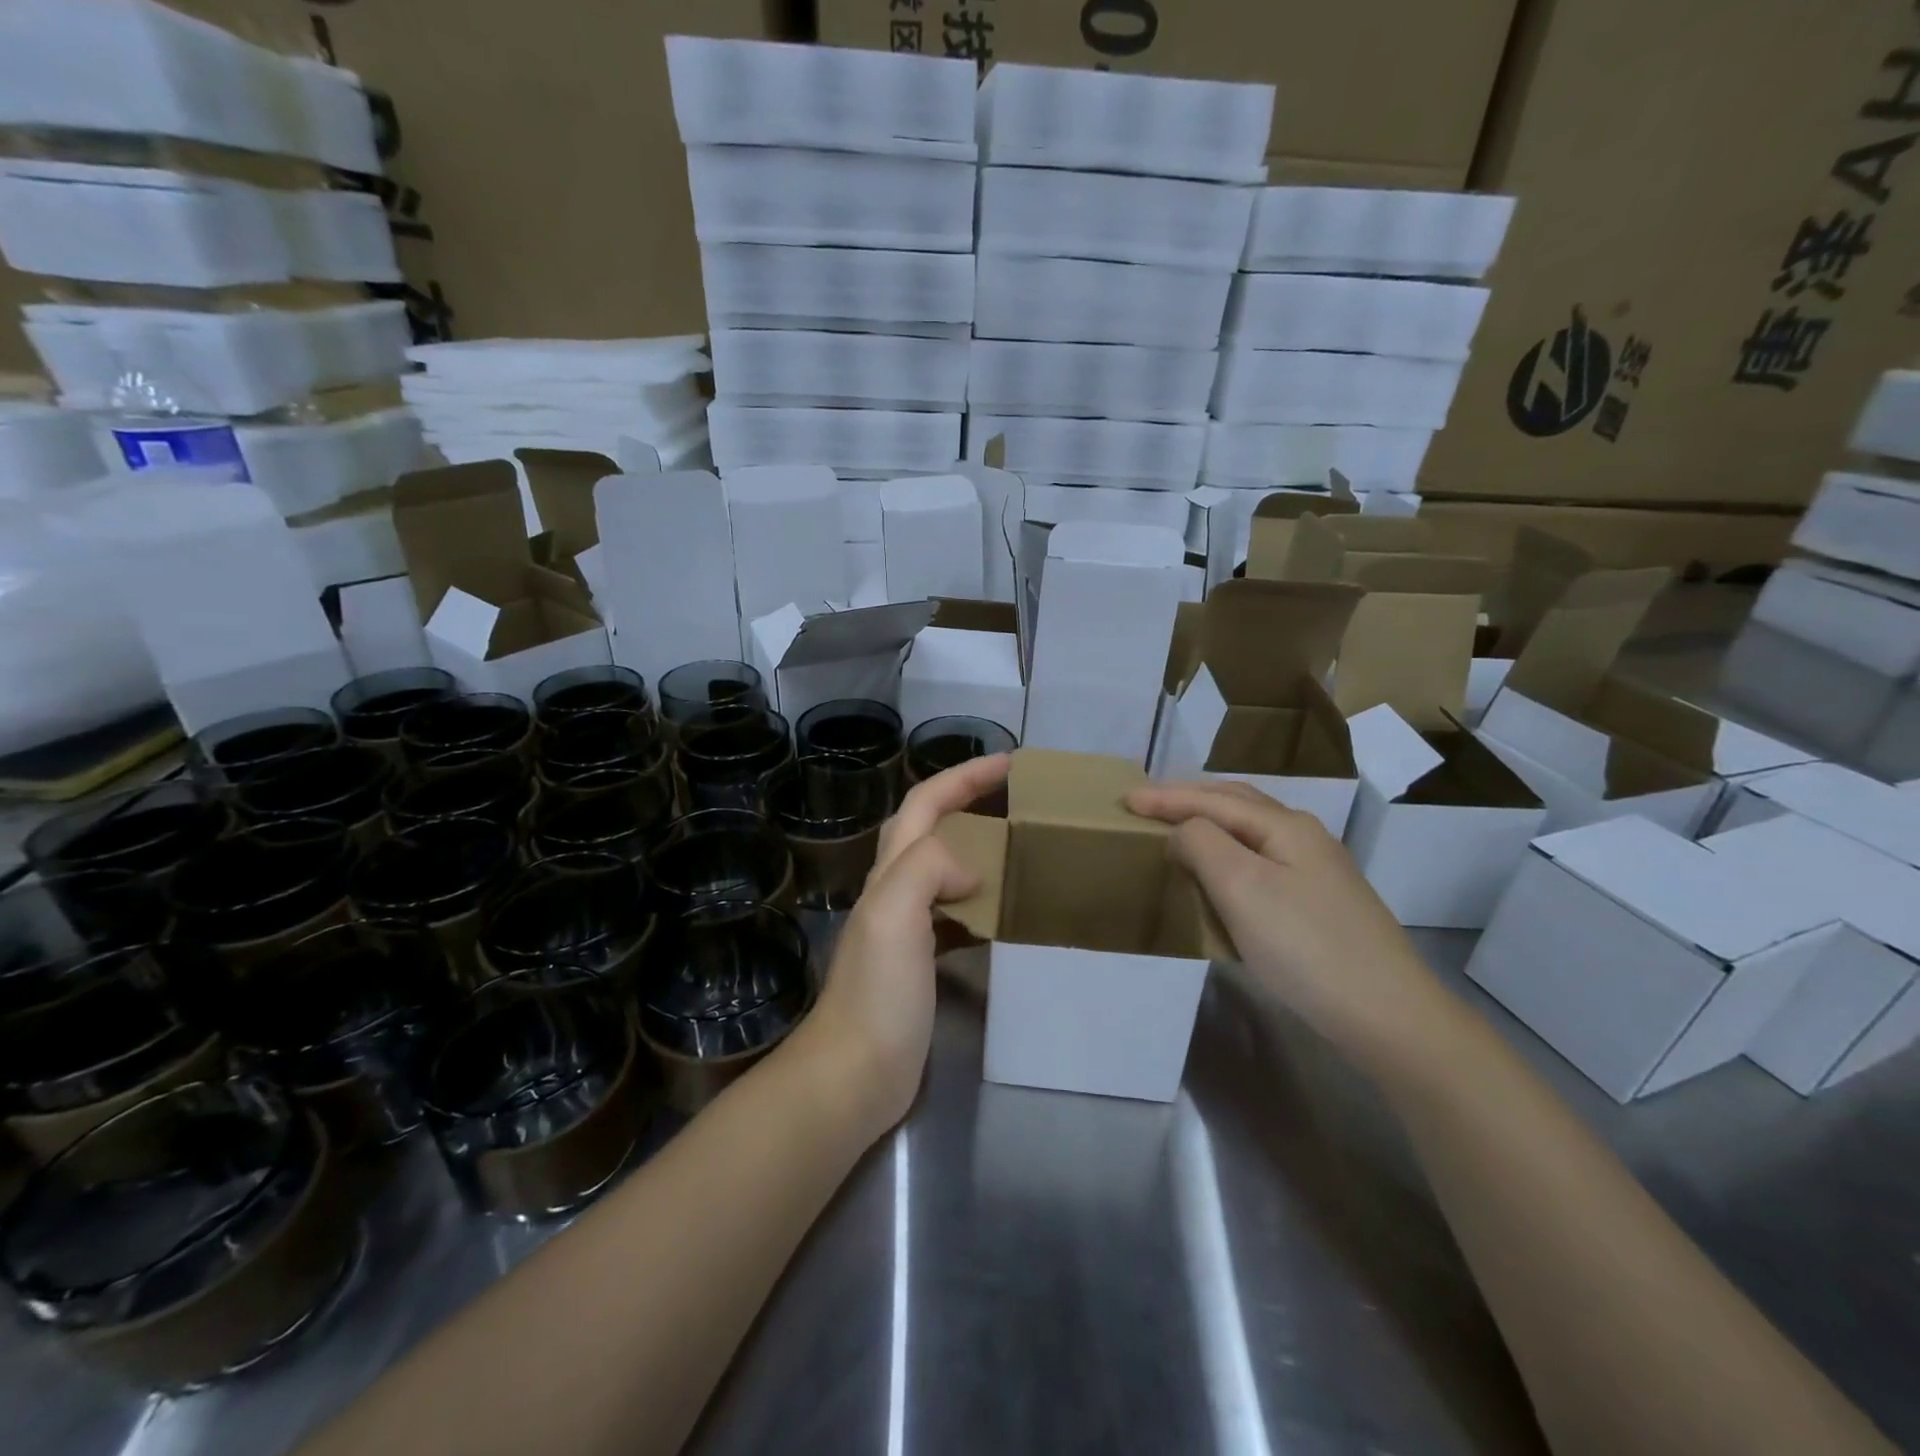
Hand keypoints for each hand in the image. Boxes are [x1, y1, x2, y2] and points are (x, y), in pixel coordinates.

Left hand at [802, 753, 1010, 1135]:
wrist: (855, 1072)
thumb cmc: (877, 992)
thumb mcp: (894, 914)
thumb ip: (927, 868)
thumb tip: (972, 868)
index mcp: (890, 872)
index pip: (925, 802)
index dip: (964, 776)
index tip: (1011, 763)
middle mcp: (895, 890)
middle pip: (931, 827)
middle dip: (969, 800)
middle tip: (1018, 799)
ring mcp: (907, 928)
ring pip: (944, 868)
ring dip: (978, 847)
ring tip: (1021, 847)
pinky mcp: (922, 962)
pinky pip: (956, 912)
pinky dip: (981, 899)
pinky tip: (1006, 912)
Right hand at [1125, 780, 1449, 1067]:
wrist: (1387, 1014)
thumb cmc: (1305, 945)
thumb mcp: (1242, 887)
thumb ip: (1202, 844)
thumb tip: (1181, 831)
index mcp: (1285, 826)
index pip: (1212, 800)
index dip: (1165, 797)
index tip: (1123, 799)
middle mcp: (1303, 837)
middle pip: (1236, 804)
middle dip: (1189, 799)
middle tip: (1147, 805)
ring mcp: (1316, 871)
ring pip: (1250, 832)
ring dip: (1209, 823)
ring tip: (1176, 829)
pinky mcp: (1319, 903)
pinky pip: (1260, 860)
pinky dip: (1228, 853)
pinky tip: (1220, 872)